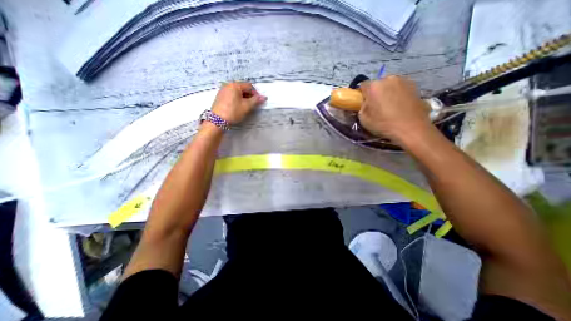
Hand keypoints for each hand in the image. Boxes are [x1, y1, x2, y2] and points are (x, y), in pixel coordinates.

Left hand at [212, 82, 267, 123]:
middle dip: (249, 95)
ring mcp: (223, 90)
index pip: (249, 86)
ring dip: (243, 97)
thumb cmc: (233, 112)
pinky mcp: (220, 96)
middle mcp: (228, 85)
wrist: (217, 120)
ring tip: (246, 106)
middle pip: (242, 88)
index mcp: (235, 85)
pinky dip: (237, 99)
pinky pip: (231, 95)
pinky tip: (238, 106)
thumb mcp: (246, 106)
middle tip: (252, 105)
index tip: (258, 102)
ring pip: (237, 92)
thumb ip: (256, 101)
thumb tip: (264, 97)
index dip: (255, 93)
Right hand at [358, 75, 430, 141]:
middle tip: (377, 105)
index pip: (363, 86)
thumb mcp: (364, 119)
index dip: (362, 95)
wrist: (411, 128)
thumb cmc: (384, 124)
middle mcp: (389, 79)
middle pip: (378, 84)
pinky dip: (398, 94)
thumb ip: (362, 107)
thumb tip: (366, 103)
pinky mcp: (415, 86)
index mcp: (374, 86)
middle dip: (376, 92)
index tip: (363, 103)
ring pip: (390, 85)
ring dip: (388, 92)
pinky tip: (400, 106)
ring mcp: (404, 81)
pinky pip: (401, 89)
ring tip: (390, 106)